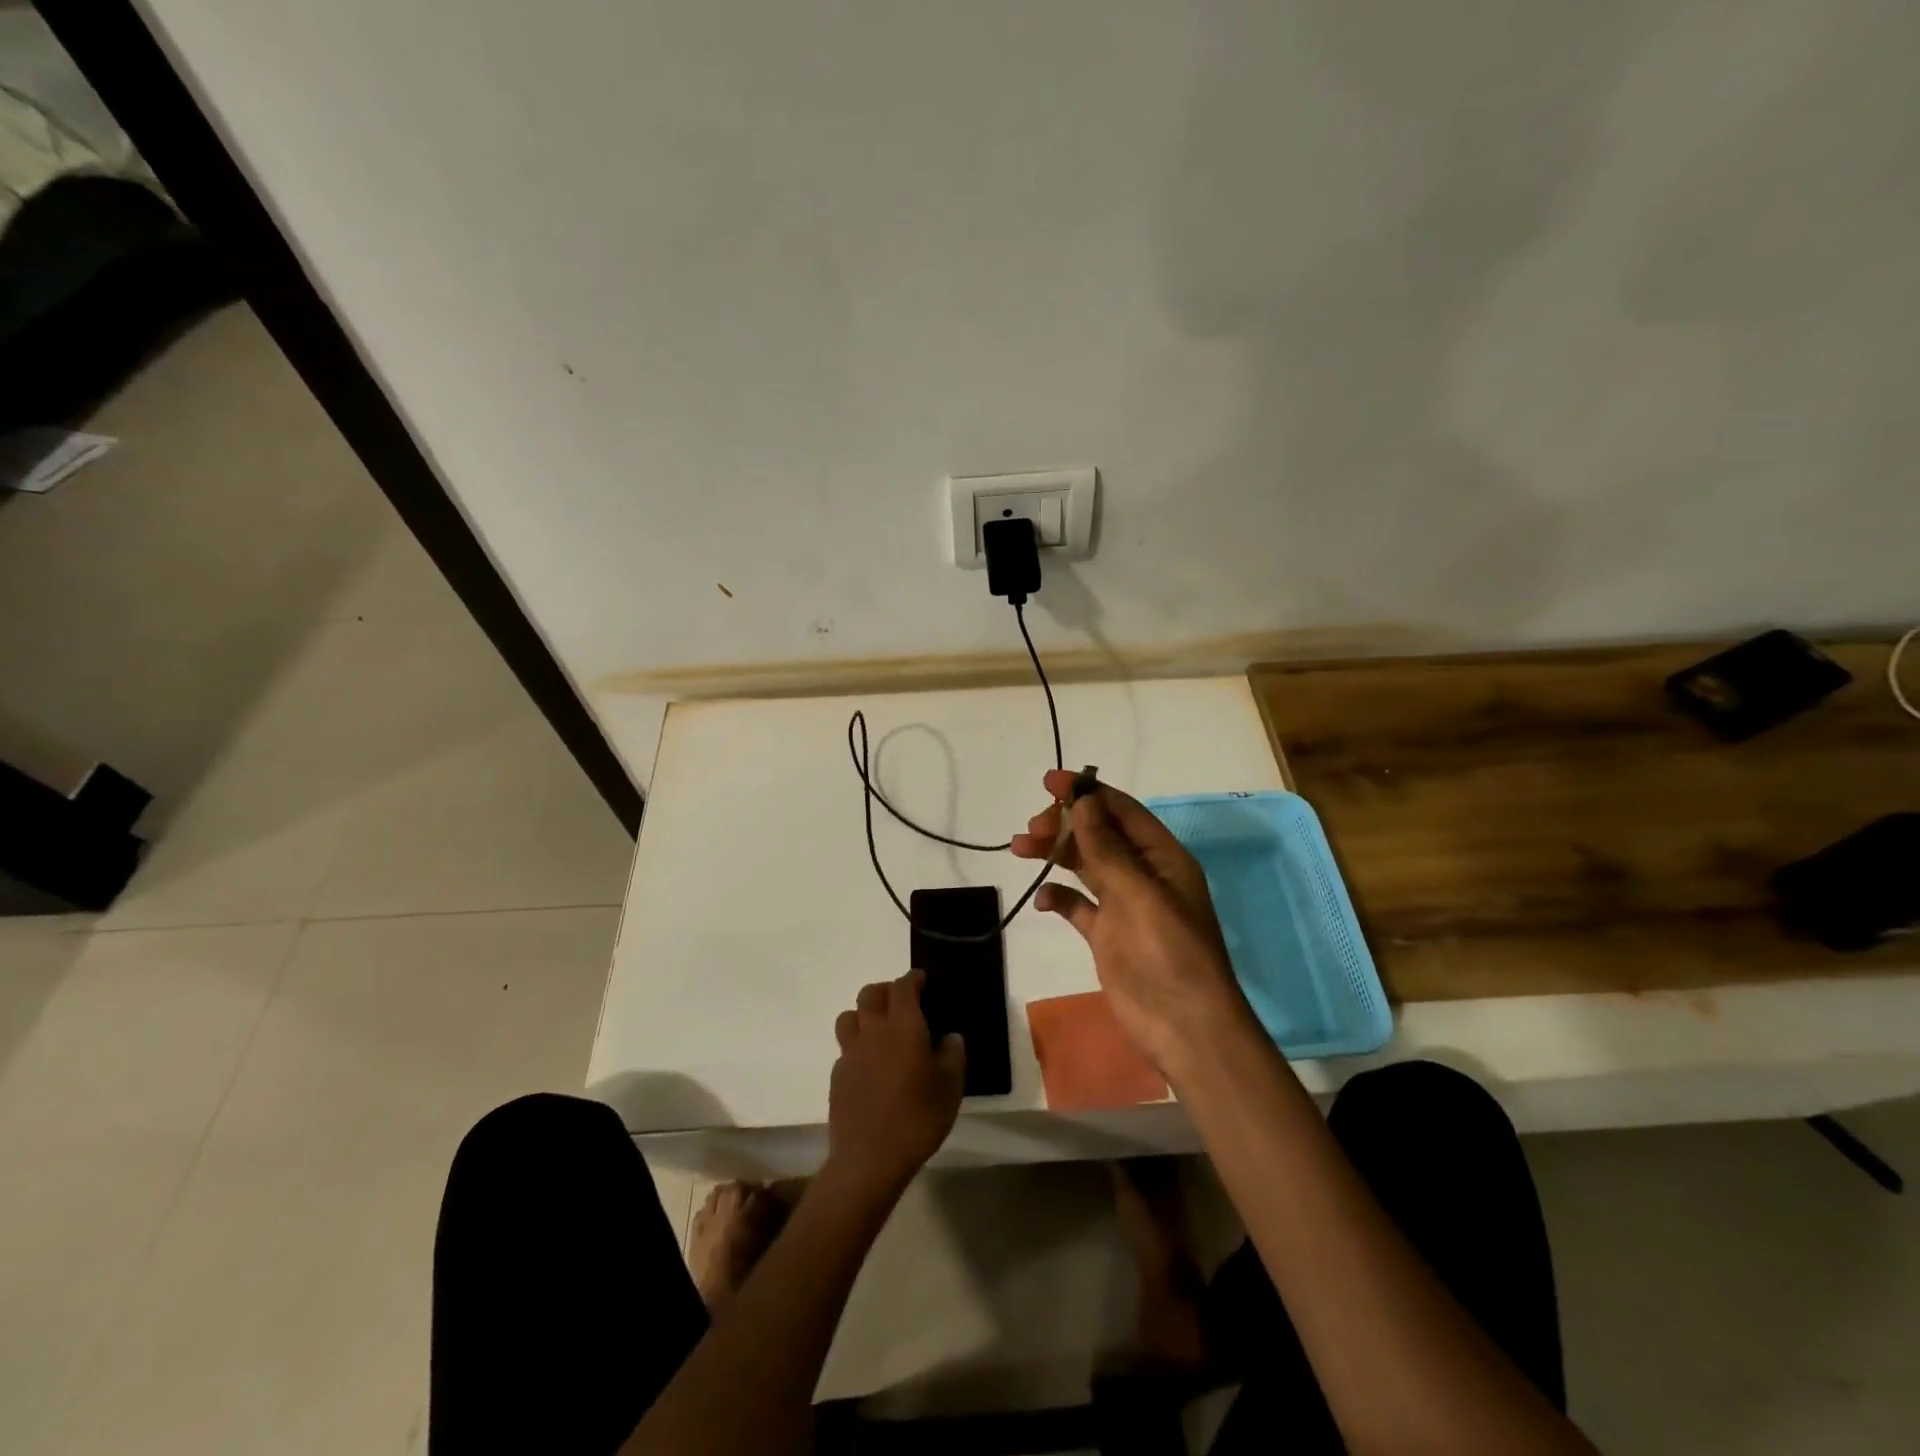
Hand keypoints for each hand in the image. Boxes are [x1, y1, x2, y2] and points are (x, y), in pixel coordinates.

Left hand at [826, 970, 964, 1199]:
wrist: (869, 1159)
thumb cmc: (918, 1118)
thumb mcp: (951, 1087)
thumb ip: (953, 1055)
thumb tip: (950, 1037)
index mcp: (904, 1026)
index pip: (903, 987)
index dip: (913, 979)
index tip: (922, 980)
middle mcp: (873, 1031)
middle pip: (871, 994)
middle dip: (886, 990)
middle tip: (901, 1001)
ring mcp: (851, 1052)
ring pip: (850, 1016)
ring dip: (864, 1014)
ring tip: (879, 1028)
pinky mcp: (837, 1075)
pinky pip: (845, 1047)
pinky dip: (857, 1045)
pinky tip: (869, 1064)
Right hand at [1012, 770, 1254, 1076]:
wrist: (1184, 1027)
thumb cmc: (1169, 953)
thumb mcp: (1139, 894)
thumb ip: (1107, 848)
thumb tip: (1082, 801)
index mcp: (1161, 858)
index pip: (1121, 811)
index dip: (1087, 793)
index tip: (1049, 782)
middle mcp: (1142, 875)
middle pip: (1098, 835)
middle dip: (1064, 825)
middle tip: (1031, 829)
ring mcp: (1123, 905)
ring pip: (1083, 866)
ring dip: (1054, 854)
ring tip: (1019, 849)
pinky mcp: (1106, 935)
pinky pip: (1077, 905)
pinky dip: (1058, 897)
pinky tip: (1042, 901)